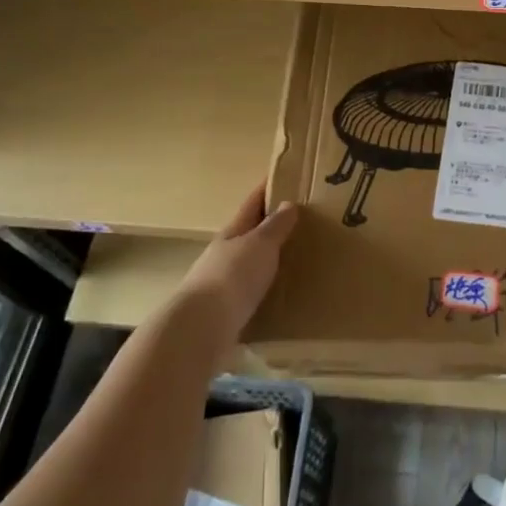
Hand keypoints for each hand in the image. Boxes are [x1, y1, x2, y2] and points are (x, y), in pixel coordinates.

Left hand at [179, 184, 298, 336]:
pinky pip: (253, 292)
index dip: (268, 188)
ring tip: (299, 259)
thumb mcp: (260, 245)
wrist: (201, 329)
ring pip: (252, 263)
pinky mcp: (228, 311)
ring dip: (271, 259)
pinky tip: (284, 294)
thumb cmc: (232, 277)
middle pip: (251, 233)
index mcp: (233, 232)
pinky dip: (268, 288)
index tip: (287, 176)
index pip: (253, 203)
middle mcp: (225, 254)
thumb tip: (288, 203)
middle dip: (272, 225)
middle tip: (304, 221)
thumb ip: (275, 226)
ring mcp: (224, 283)